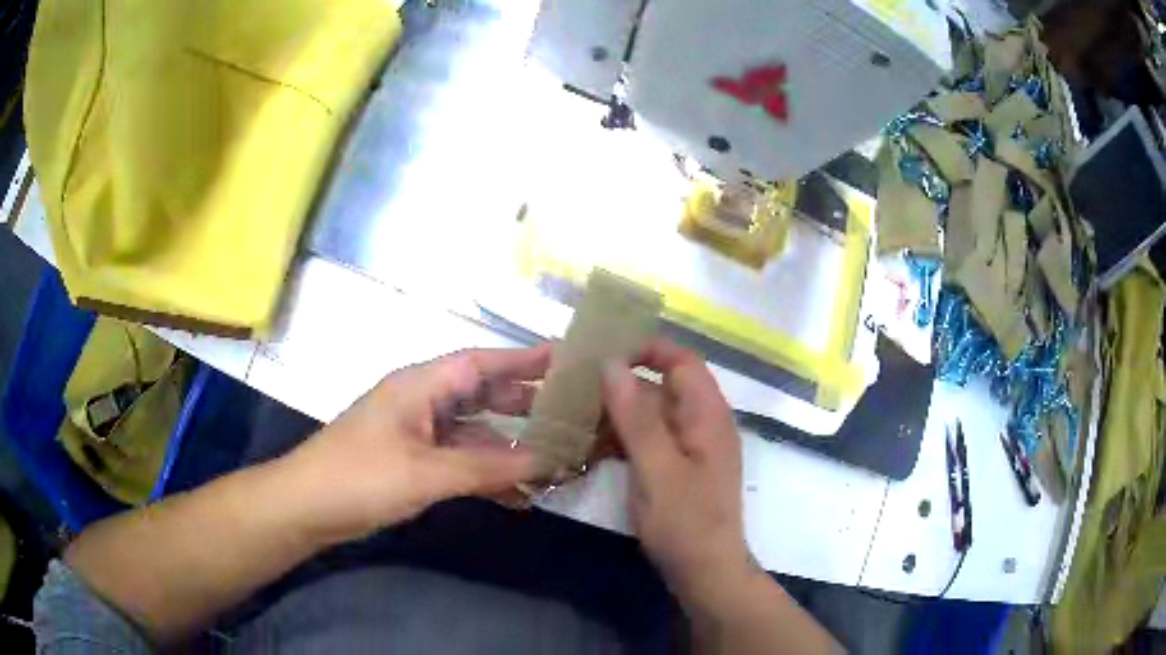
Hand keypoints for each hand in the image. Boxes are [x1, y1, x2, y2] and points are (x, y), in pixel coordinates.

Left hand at [286, 346, 550, 544]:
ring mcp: (416, 434)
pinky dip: (487, 473)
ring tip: (555, 454)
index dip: (525, 359)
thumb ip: (488, 467)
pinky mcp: (412, 462)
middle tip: (571, 411)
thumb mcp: (427, 472)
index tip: (568, 361)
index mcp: (420, 386)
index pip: (482, 362)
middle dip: (525, 402)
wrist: (306, 508)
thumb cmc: (360, 478)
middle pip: (481, 393)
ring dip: (509, 444)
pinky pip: (460, 460)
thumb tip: (548, 461)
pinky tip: (518, 492)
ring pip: (474, 431)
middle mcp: (421, 402)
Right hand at [601, 339, 757, 606]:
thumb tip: (611, 363)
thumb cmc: (686, 521)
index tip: (603, 353)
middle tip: (575, 385)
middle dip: (621, 383)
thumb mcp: (657, 468)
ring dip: (617, 413)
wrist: (705, 572)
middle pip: (663, 386)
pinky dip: (622, 439)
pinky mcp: (676, 469)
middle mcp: (702, 423)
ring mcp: (689, 448)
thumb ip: (636, 416)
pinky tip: (591, 446)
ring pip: (651, 415)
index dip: (646, 349)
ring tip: (573, 413)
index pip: (681, 360)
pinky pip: (648, 440)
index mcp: (707, 414)